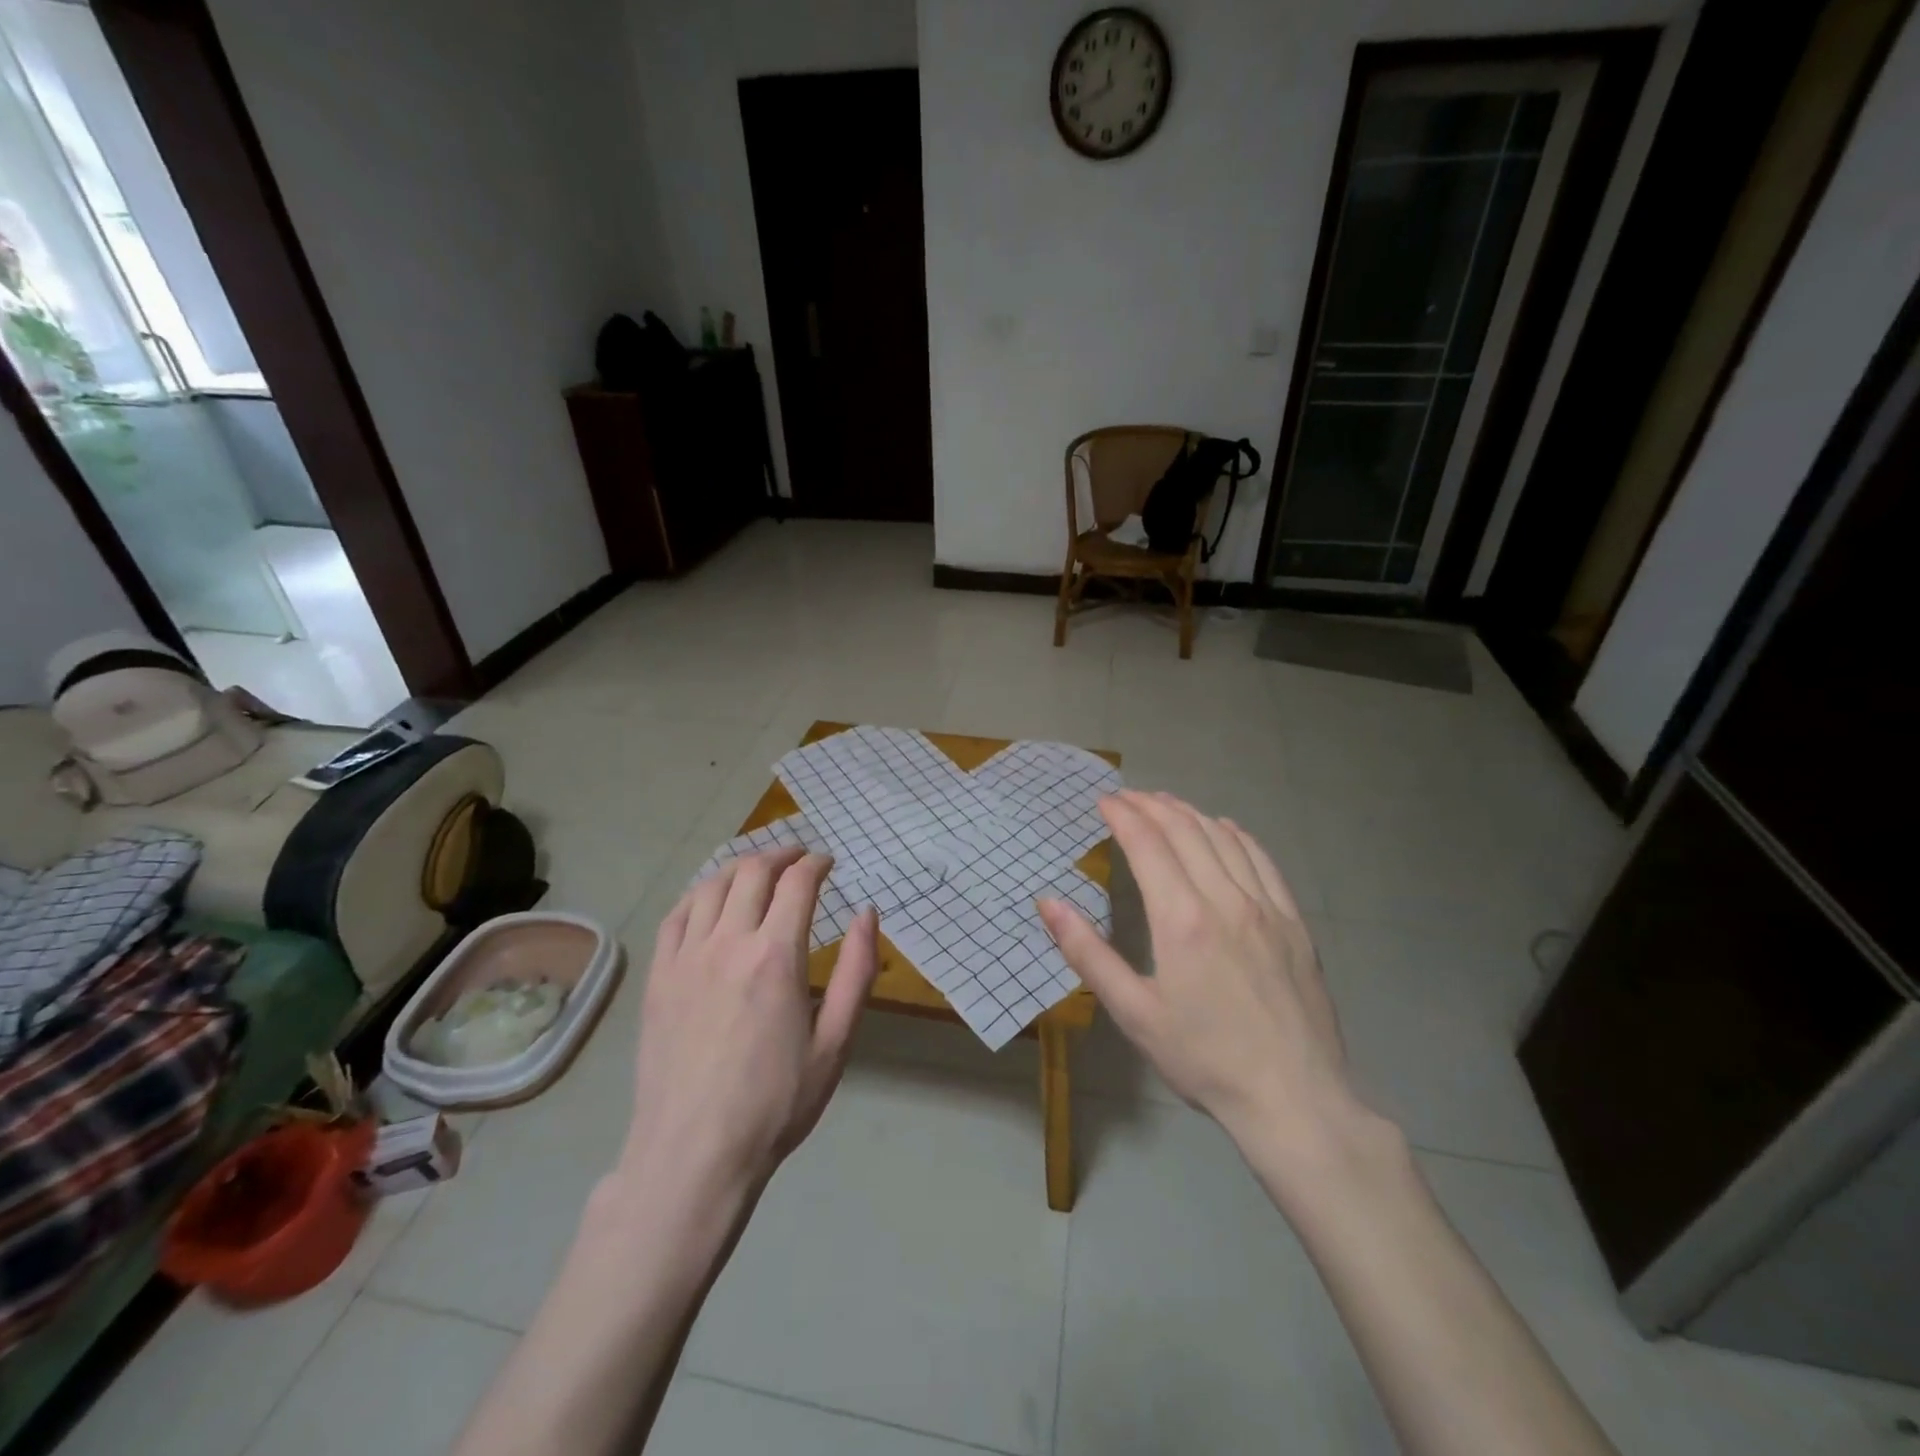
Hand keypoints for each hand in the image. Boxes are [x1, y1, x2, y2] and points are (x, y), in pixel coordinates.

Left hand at [619, 849, 879, 1197]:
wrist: (693, 1154)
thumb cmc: (776, 1103)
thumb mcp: (835, 1043)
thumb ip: (856, 972)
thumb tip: (867, 914)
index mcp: (776, 956)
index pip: (797, 883)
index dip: (816, 863)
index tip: (828, 863)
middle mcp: (728, 943)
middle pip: (752, 872)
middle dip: (780, 854)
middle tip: (798, 858)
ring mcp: (685, 958)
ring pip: (710, 885)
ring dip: (739, 867)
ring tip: (758, 871)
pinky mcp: (657, 977)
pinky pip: (676, 915)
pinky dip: (698, 894)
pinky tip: (710, 900)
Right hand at [1038, 791, 1368, 1169]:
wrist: (1294, 1098)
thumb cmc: (1203, 1058)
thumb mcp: (1133, 1012)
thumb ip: (1087, 953)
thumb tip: (1048, 903)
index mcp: (1181, 919)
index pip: (1147, 844)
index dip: (1123, 815)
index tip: (1103, 801)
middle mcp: (1225, 899)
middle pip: (1185, 830)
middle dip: (1151, 805)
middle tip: (1127, 797)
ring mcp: (1266, 907)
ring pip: (1223, 838)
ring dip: (1189, 813)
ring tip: (1165, 803)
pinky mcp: (1294, 922)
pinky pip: (1262, 860)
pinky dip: (1236, 835)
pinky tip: (1223, 829)